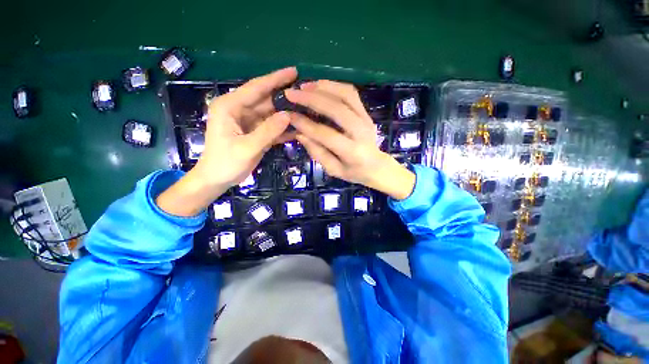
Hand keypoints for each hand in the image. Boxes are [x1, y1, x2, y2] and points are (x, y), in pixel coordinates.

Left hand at [157, 67, 296, 215]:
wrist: (217, 179)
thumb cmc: (225, 163)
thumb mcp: (246, 148)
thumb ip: (267, 131)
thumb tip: (288, 115)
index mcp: (230, 106)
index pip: (256, 88)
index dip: (275, 79)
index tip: (294, 72)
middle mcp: (239, 110)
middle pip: (266, 99)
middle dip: (285, 96)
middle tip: (306, 93)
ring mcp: (249, 122)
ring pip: (271, 113)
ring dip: (287, 113)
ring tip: (307, 109)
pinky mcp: (255, 133)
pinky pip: (272, 127)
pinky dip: (284, 127)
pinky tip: (298, 127)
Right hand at [285, 81, 415, 199]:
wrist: (377, 166)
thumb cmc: (354, 172)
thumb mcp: (333, 170)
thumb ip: (317, 152)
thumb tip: (299, 133)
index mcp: (352, 152)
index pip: (326, 134)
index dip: (306, 124)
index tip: (289, 115)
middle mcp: (361, 132)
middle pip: (337, 109)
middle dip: (312, 99)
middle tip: (292, 93)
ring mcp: (366, 119)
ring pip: (346, 95)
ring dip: (323, 87)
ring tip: (304, 86)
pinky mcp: (366, 112)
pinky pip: (351, 93)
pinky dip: (334, 86)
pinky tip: (320, 86)